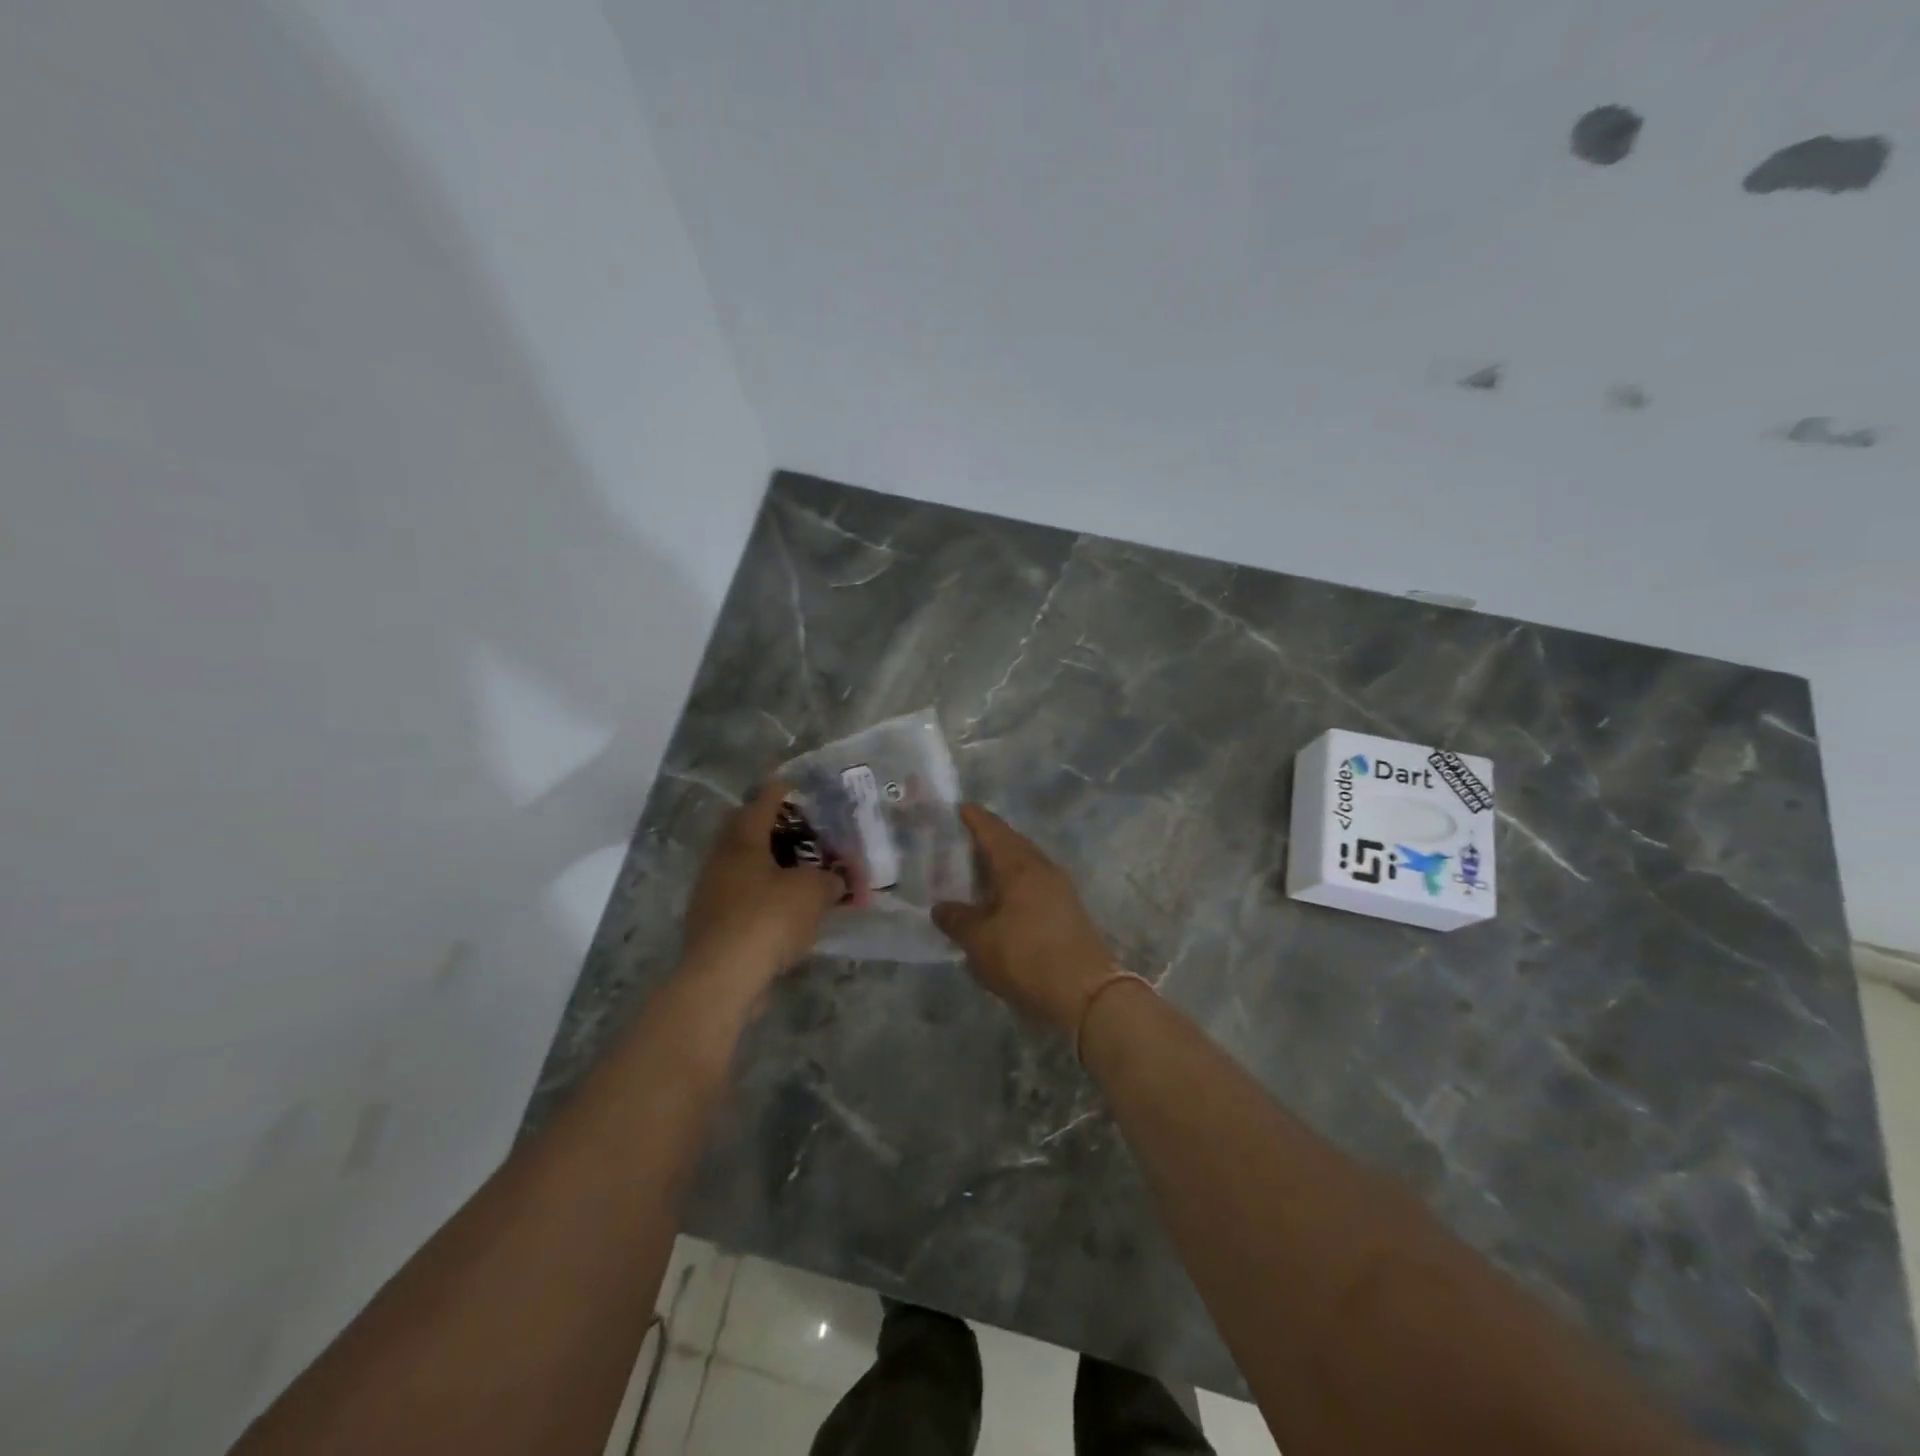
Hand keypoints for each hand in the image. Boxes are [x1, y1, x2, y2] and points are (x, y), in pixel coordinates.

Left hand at [682, 781, 842, 993]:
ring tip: (800, 872)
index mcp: (743, 840)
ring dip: (769, 865)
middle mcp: (721, 860)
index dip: (781, 790)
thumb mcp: (813, 892)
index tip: (795, 783)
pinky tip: (785, 910)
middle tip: (803, 830)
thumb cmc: (768, 919)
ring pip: (743, 867)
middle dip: (773, 827)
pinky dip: (763, 896)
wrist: (722, 978)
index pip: (762, 801)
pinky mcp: (712, 925)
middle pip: (746, 831)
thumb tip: (836, 881)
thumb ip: (830, 880)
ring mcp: (711, 893)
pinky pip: (742, 898)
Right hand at [933, 805, 1114, 1032]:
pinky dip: (1014, 885)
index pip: (993, 830)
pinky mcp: (1068, 911)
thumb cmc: (1026, 957)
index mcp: (1019, 865)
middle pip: (1012, 844)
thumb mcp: (980, 941)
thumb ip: (958, 920)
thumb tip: (941, 908)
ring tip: (978, 871)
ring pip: (1025, 865)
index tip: (959, 808)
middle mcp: (1042, 868)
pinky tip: (1002, 901)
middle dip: (988, 839)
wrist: (1085, 993)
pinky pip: (1034, 884)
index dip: (974, 818)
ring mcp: (1060, 889)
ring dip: (1003, 864)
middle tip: (962, 841)